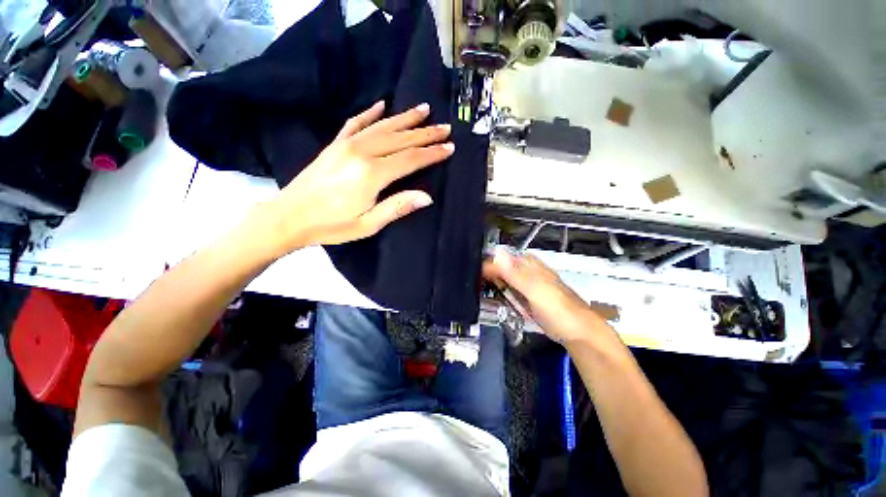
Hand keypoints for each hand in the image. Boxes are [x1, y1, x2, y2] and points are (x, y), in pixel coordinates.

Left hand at [259, 101, 453, 255]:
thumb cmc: (331, 226)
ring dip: (405, 118)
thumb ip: (397, 207)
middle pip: (400, 139)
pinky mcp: (335, 144)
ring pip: (382, 126)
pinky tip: (381, 105)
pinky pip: (355, 123)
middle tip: (445, 127)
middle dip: (425, 133)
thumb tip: (427, 197)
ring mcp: (346, 144)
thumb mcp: (368, 224)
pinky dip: (370, 113)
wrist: (288, 217)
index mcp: (371, 174)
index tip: (449, 147)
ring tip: (424, 110)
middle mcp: (361, 152)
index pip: (410, 159)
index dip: (431, 153)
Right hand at [483, 248, 605, 344]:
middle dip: (485, 272)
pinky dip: (499, 292)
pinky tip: (493, 297)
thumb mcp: (536, 291)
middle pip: (500, 267)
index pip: (500, 259)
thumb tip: (497, 254)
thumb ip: (516, 274)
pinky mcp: (526, 298)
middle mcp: (526, 271)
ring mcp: (526, 285)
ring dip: (490, 282)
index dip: (485, 265)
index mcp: (529, 265)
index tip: (473, 276)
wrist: (577, 333)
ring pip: (503, 278)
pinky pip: (508, 291)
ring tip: (477, 289)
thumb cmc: (559, 310)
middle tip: (472, 283)